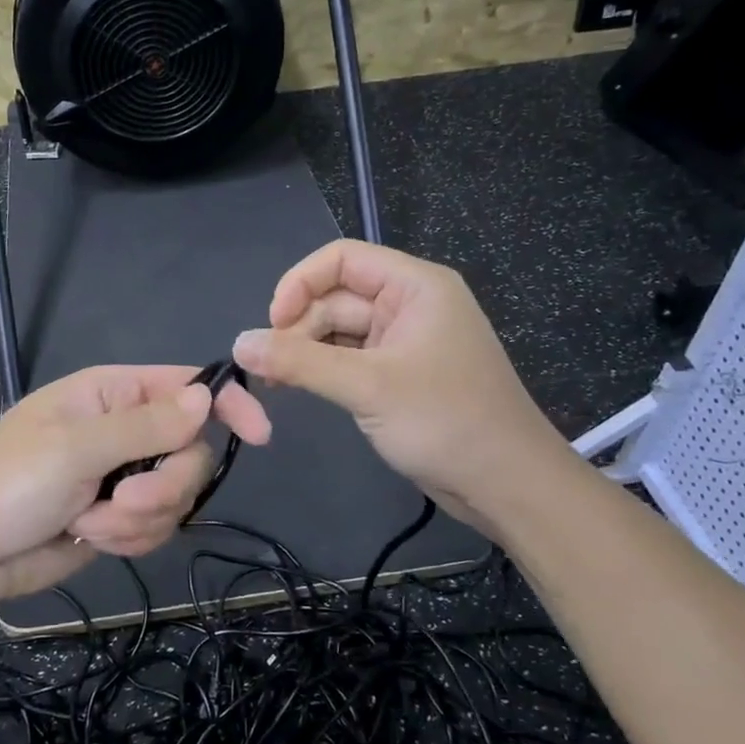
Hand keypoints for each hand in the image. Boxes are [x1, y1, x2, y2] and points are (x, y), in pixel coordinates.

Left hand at [0, 365, 271, 607]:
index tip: (259, 435)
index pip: (188, 387)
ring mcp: (123, 477)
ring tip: (89, 523)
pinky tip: (88, 538)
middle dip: (164, 485)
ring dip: (139, 519)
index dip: (228, 405)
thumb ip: (146, 425)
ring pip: (177, 496)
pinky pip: (156, 527)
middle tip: (122, 501)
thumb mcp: (76, 447)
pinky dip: (127, 539)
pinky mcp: (118, 518)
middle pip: (191, 452)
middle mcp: (125, 430)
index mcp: (112, 394)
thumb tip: (206, 398)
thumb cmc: (6, 482)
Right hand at [232, 240, 559, 519]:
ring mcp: (404, 342)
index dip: (299, 283)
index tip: (271, 324)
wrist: (506, 484)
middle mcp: (409, 305)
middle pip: (335, 296)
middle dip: (297, 326)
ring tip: (273, 382)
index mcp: (415, 286)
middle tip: (265, 368)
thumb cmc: (446, 422)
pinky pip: (349, 359)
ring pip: (338, 331)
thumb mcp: (367, 386)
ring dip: (304, 351)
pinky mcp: (398, 375)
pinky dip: (321, 370)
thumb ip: (300, 362)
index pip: (342, 259)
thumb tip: (238, 343)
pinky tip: (295, 389)